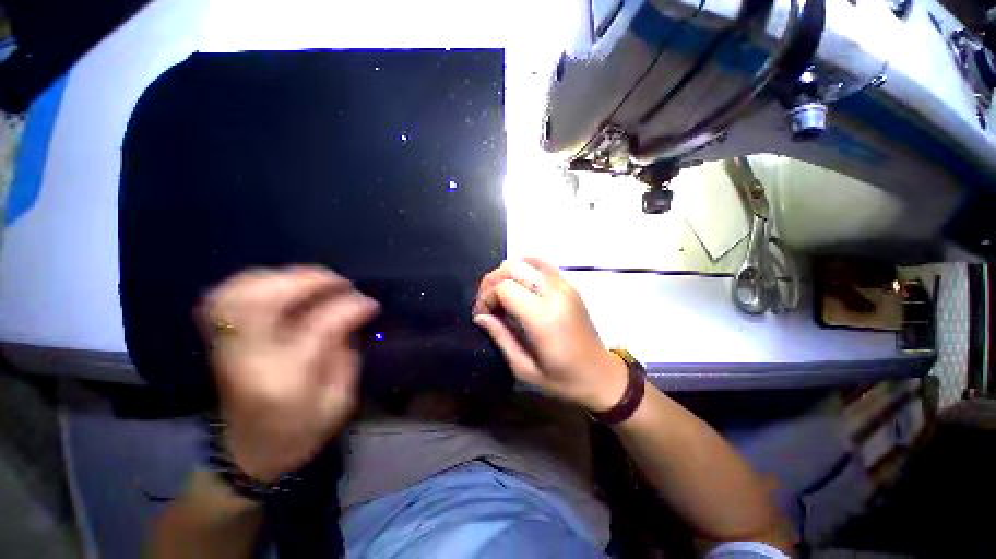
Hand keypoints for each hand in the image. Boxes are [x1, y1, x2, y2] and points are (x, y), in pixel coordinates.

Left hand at [199, 266, 378, 481]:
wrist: (249, 452)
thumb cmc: (301, 431)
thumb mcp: (338, 400)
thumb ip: (346, 352)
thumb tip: (355, 309)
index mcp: (283, 382)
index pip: (315, 328)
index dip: (346, 307)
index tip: (370, 302)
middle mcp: (246, 360)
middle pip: (260, 302)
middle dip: (306, 281)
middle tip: (339, 282)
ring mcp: (225, 348)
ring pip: (237, 293)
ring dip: (280, 277)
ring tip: (314, 280)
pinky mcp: (219, 340)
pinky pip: (226, 296)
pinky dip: (256, 282)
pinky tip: (282, 285)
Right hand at [472, 258, 627, 411]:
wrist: (601, 375)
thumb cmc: (563, 379)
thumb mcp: (525, 368)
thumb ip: (501, 337)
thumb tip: (480, 316)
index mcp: (544, 317)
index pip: (505, 288)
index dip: (487, 297)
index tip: (481, 314)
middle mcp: (555, 293)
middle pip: (513, 267)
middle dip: (492, 281)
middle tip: (486, 303)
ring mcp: (565, 285)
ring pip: (525, 261)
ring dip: (507, 274)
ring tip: (500, 294)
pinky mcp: (569, 285)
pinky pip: (541, 264)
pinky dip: (524, 268)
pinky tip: (518, 285)